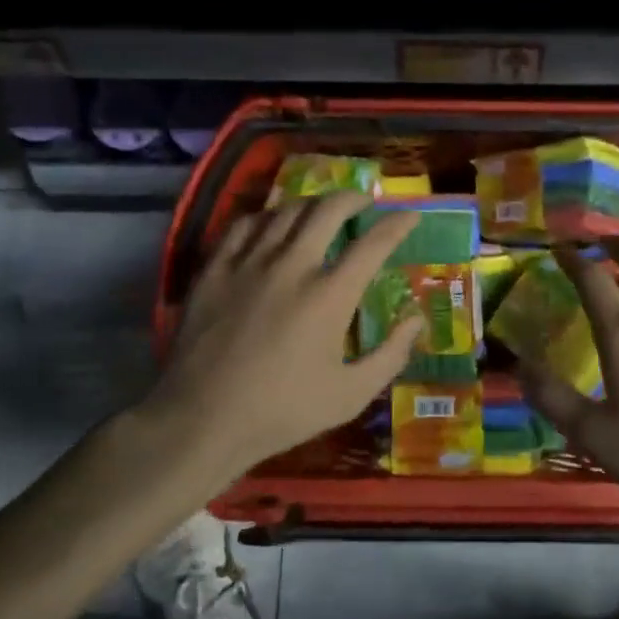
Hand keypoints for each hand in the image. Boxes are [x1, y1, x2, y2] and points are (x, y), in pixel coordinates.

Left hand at [152, 192, 422, 480]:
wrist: (201, 420)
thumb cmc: (282, 411)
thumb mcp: (350, 395)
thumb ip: (391, 355)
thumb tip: (416, 320)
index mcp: (329, 295)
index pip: (373, 243)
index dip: (398, 224)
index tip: (410, 217)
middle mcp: (292, 265)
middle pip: (328, 209)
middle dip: (354, 198)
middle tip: (364, 203)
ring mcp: (249, 262)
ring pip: (285, 211)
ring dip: (312, 204)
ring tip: (321, 211)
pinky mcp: (215, 269)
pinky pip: (244, 225)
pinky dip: (266, 218)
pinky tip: (271, 226)